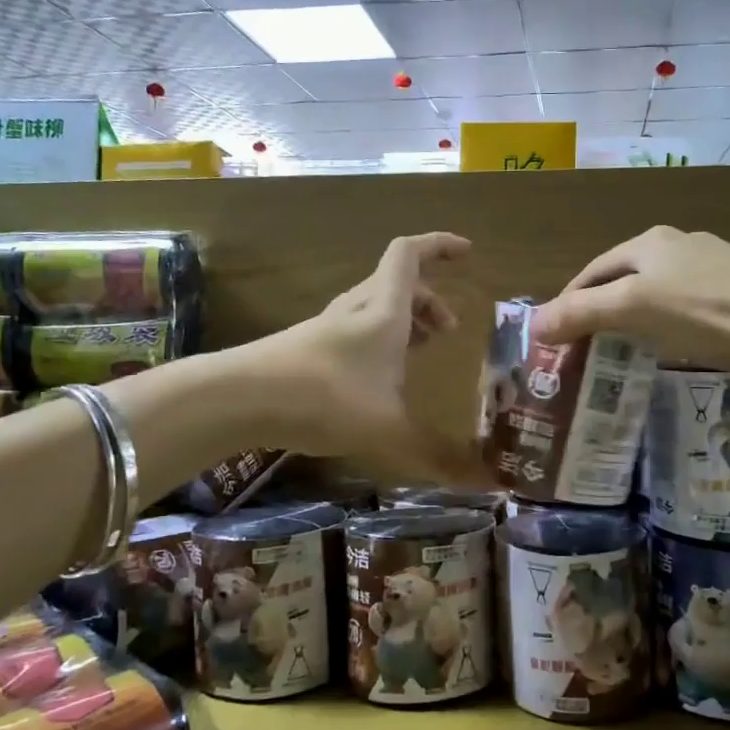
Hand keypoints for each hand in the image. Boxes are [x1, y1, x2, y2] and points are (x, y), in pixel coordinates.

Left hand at [259, 232, 483, 482]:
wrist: (241, 399)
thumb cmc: (326, 399)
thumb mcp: (390, 431)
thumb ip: (438, 456)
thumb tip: (488, 483)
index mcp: (385, 312)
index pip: (411, 255)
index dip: (440, 245)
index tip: (467, 251)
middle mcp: (357, 310)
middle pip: (397, 284)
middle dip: (429, 299)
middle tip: (449, 331)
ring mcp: (327, 327)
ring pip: (374, 307)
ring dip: (404, 319)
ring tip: (421, 351)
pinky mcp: (306, 349)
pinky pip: (355, 330)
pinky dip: (379, 340)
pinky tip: (377, 378)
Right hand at [528, 226, 729, 377]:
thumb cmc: (701, 312)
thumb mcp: (632, 309)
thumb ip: (581, 314)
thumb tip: (533, 325)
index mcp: (648, 241)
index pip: (591, 270)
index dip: (568, 301)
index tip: (555, 335)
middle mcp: (677, 242)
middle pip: (621, 277)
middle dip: (598, 308)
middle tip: (583, 344)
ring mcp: (710, 262)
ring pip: (653, 288)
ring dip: (630, 314)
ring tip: (620, 346)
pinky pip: (682, 301)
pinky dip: (662, 319)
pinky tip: (668, 340)